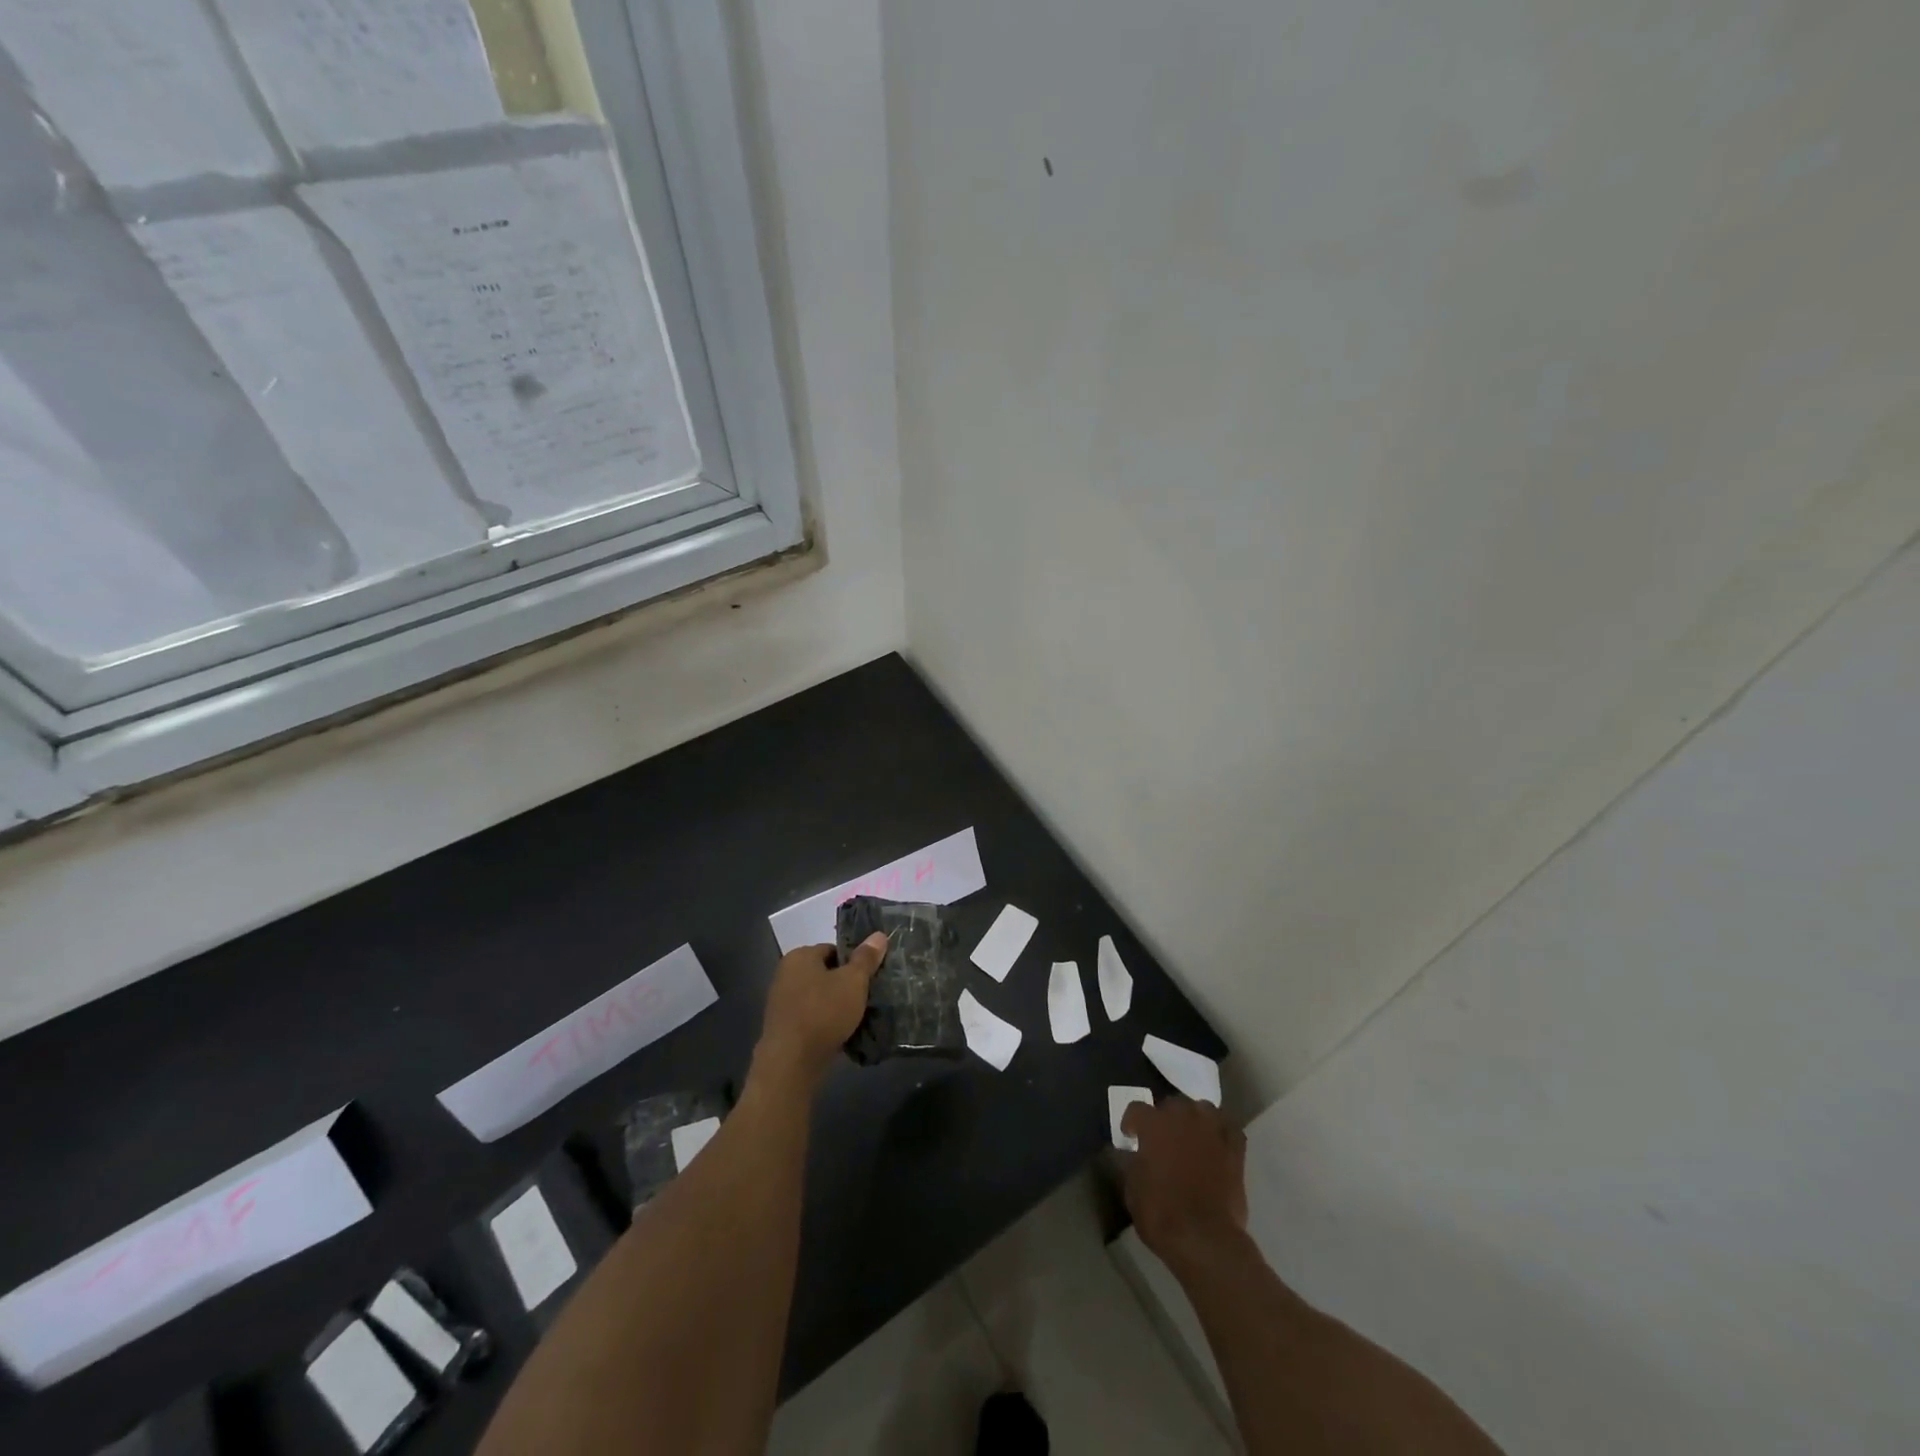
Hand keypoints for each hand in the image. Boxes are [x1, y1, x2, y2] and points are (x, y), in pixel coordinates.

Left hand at [752, 934, 886, 1089]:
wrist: (791, 1062)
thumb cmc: (823, 1012)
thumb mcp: (853, 981)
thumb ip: (866, 958)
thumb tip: (879, 935)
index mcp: (799, 956)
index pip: (833, 949)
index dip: (853, 962)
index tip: (868, 978)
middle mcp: (785, 973)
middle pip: (825, 973)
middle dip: (844, 984)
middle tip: (865, 998)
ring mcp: (780, 1002)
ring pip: (817, 996)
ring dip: (835, 1005)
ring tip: (855, 1018)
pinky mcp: (781, 1027)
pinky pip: (809, 1017)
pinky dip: (823, 1022)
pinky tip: (839, 1034)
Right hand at [1121, 1097, 1249, 1273]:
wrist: (1204, 1238)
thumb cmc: (1161, 1213)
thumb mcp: (1133, 1188)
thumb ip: (1135, 1162)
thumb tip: (1139, 1155)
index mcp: (1153, 1124)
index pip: (1137, 1109)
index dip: (1132, 1122)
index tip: (1130, 1136)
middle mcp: (1183, 1117)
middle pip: (1172, 1104)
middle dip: (1166, 1118)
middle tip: (1163, 1139)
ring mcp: (1212, 1130)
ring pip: (1203, 1109)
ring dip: (1195, 1120)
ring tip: (1192, 1137)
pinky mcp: (1235, 1148)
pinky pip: (1229, 1129)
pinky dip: (1222, 1133)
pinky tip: (1217, 1144)